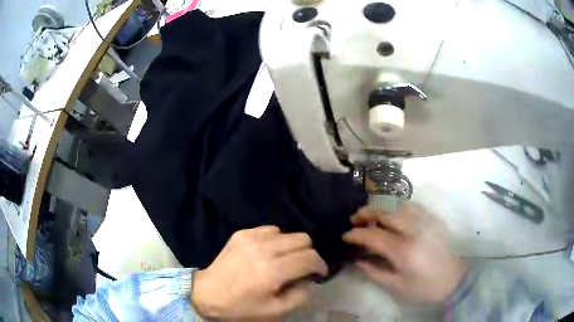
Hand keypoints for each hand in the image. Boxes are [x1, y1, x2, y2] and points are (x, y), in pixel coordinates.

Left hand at [192, 226, 327, 318]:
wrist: (208, 293)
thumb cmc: (241, 306)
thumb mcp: (275, 310)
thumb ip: (300, 295)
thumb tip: (309, 280)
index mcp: (273, 271)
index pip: (310, 258)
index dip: (320, 265)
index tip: (319, 273)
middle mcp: (265, 249)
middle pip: (303, 239)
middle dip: (309, 253)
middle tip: (302, 267)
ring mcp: (251, 238)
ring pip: (287, 233)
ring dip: (291, 247)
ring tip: (283, 260)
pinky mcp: (242, 233)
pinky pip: (269, 229)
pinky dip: (275, 240)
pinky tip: (268, 253)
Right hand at [343, 204, 468, 302]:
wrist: (454, 280)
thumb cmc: (424, 287)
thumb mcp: (397, 286)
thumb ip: (374, 272)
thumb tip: (357, 260)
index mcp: (404, 250)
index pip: (373, 235)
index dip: (356, 234)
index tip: (345, 235)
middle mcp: (414, 230)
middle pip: (386, 212)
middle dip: (366, 213)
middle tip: (355, 219)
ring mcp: (426, 221)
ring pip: (398, 205)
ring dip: (382, 208)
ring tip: (372, 215)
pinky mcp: (434, 219)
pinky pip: (413, 206)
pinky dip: (398, 207)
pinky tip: (394, 214)